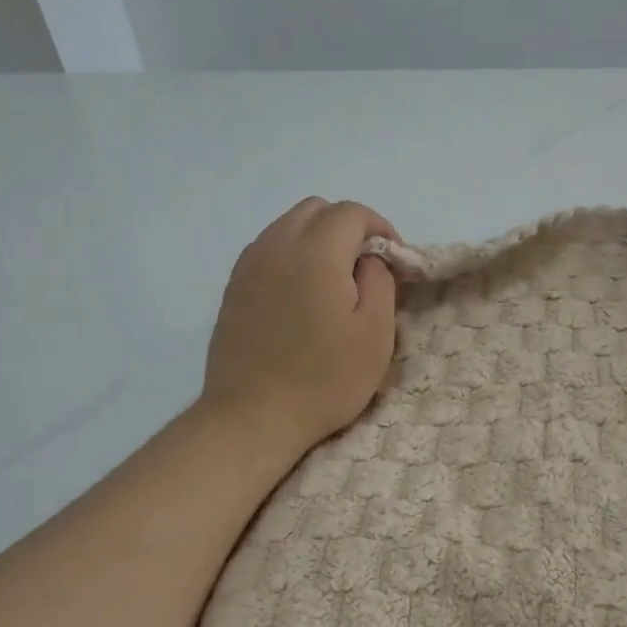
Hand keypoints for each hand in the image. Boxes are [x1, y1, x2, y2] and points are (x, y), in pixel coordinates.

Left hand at [202, 198, 399, 456]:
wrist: (253, 417)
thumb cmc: (324, 379)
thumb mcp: (375, 334)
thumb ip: (380, 280)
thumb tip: (369, 258)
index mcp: (316, 252)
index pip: (351, 213)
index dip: (380, 228)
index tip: (393, 260)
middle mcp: (277, 246)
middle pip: (316, 209)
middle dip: (347, 227)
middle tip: (365, 267)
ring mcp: (249, 265)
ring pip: (288, 225)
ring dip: (317, 238)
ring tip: (333, 280)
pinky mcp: (233, 287)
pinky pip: (267, 249)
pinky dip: (291, 255)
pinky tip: (301, 293)